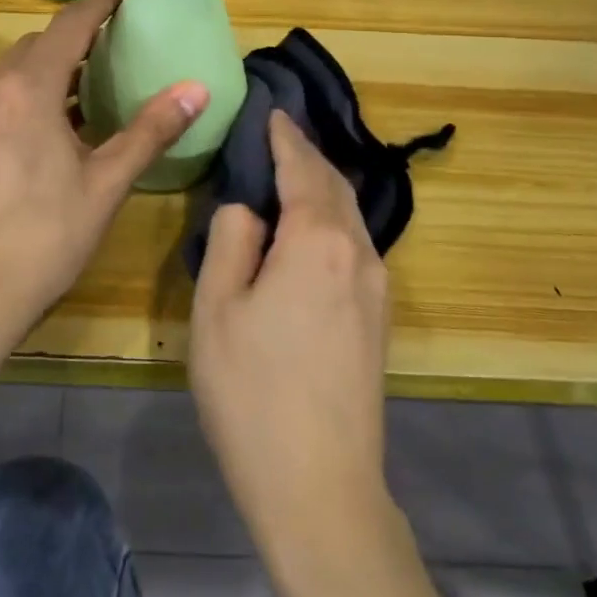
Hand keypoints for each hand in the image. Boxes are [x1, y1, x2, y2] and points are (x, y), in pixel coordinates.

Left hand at [0, 0, 208, 353]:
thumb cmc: (44, 238)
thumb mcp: (106, 184)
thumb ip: (150, 130)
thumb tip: (197, 88)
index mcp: (29, 89)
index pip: (70, 24)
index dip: (101, 3)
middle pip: (39, 44)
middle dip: (78, 37)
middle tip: (119, 47)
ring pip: (15, 72)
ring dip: (51, 67)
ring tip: (92, 86)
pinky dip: (30, 94)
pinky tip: (54, 129)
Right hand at [189, 112, 390, 551]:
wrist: (320, 487)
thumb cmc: (253, 392)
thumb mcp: (218, 307)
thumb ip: (232, 239)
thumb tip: (248, 206)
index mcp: (318, 241)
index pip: (301, 167)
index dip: (284, 135)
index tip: (271, 109)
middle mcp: (359, 253)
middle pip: (334, 185)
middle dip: (306, 154)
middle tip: (276, 133)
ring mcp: (377, 287)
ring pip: (349, 215)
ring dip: (320, 186)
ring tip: (289, 172)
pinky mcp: (379, 318)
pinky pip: (355, 245)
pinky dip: (331, 218)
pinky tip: (309, 228)